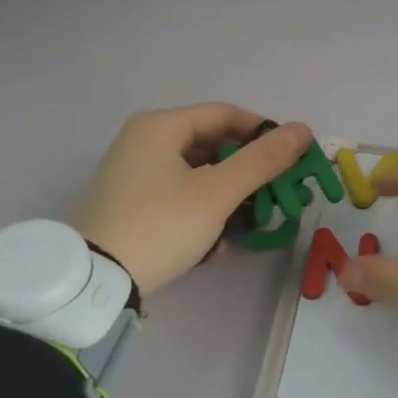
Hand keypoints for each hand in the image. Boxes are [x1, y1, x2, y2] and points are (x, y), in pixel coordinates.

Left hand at [72, 105, 311, 295]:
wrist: (95, 282)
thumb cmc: (160, 225)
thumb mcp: (217, 193)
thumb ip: (262, 160)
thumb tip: (303, 129)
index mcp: (161, 126)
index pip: (226, 114)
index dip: (264, 133)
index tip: (293, 158)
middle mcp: (144, 141)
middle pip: (212, 145)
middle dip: (247, 173)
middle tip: (275, 195)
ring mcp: (134, 173)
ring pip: (198, 175)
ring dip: (228, 200)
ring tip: (248, 227)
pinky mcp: (131, 203)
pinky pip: (179, 196)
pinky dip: (202, 214)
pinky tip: (216, 246)